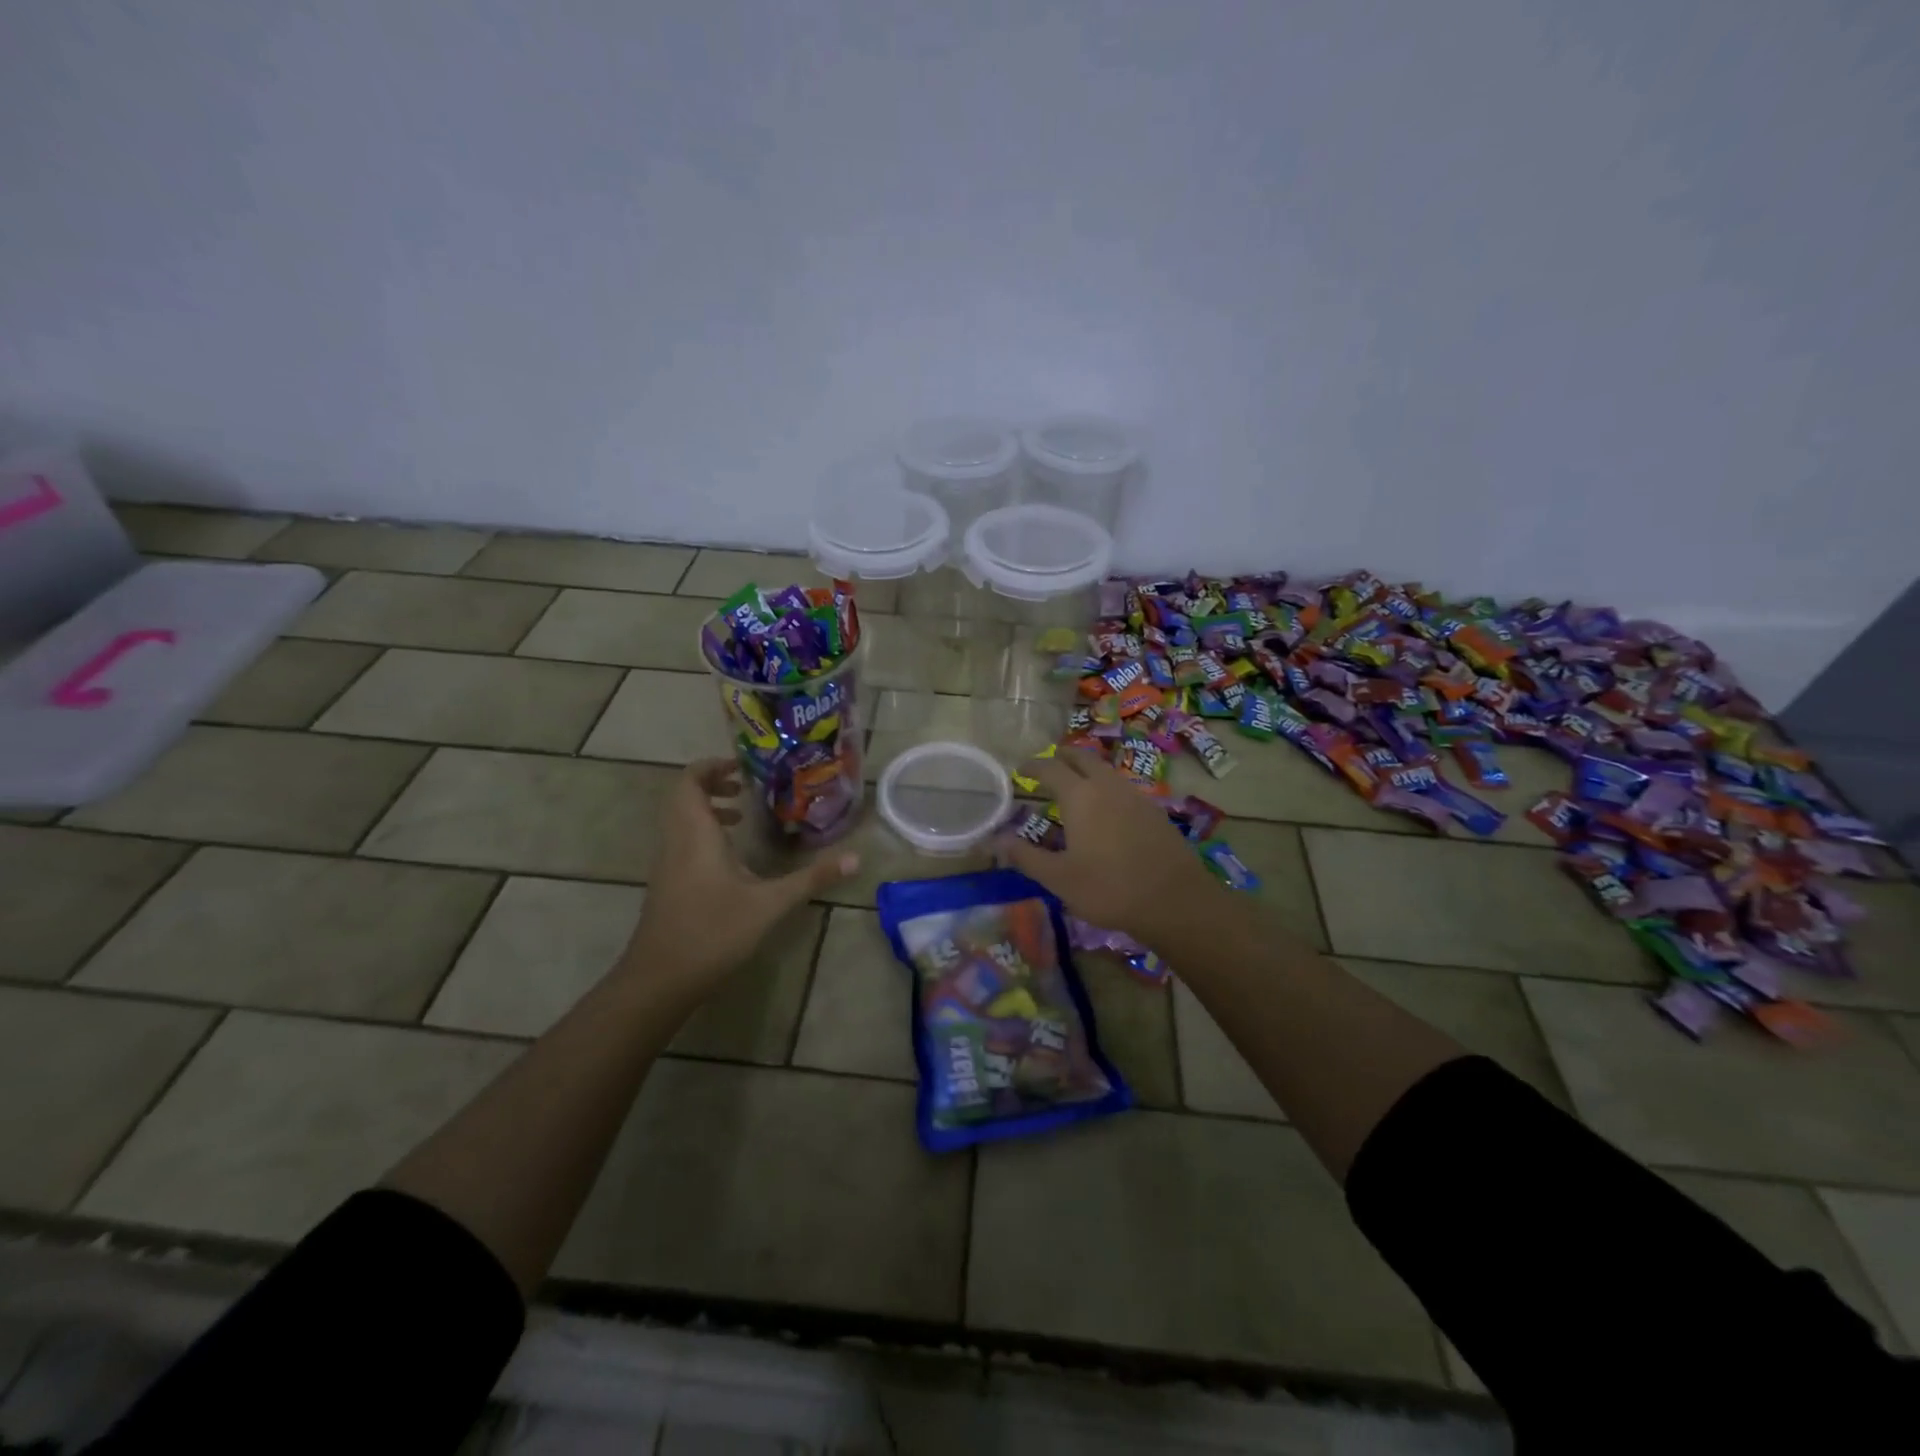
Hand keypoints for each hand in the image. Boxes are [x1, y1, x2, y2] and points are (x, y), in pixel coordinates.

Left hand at [621, 758, 857, 996]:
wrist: (661, 979)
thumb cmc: (714, 932)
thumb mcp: (770, 904)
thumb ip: (812, 878)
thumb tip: (855, 858)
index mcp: (695, 834)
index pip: (688, 781)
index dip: (711, 766)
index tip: (742, 767)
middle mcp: (676, 841)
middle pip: (682, 797)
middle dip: (711, 785)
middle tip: (745, 788)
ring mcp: (667, 864)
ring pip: (679, 820)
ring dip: (706, 810)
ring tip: (741, 817)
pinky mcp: (666, 884)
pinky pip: (680, 841)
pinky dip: (702, 834)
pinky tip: (730, 859)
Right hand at [997, 747, 1223, 945]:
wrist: (1175, 900)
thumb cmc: (1109, 888)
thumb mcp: (1059, 878)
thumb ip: (1025, 856)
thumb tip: (993, 840)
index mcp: (1080, 796)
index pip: (1050, 768)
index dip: (1033, 766)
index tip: (1021, 770)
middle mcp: (1107, 786)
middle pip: (1083, 758)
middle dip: (1063, 757)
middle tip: (1049, 766)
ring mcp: (1135, 795)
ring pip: (1106, 770)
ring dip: (1087, 770)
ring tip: (1075, 786)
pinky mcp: (1154, 810)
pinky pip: (1123, 787)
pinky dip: (1107, 787)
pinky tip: (1107, 810)